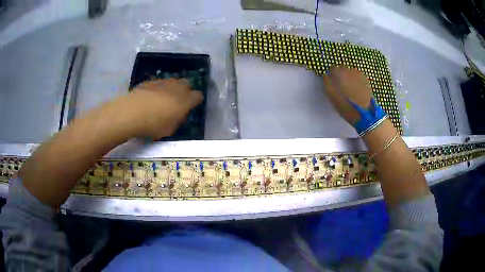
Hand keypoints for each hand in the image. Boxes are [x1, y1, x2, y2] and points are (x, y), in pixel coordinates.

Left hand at [117, 79, 202, 138]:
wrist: (131, 113)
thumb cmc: (153, 125)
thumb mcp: (170, 129)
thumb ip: (178, 120)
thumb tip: (180, 114)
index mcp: (185, 101)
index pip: (198, 96)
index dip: (196, 101)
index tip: (191, 107)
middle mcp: (176, 87)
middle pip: (187, 84)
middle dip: (185, 91)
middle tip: (178, 101)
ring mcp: (163, 82)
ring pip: (173, 81)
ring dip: (172, 88)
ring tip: (164, 98)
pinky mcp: (150, 81)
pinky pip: (159, 83)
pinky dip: (159, 88)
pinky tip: (151, 97)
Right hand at [322, 67, 372, 124]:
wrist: (364, 114)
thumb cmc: (345, 105)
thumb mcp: (331, 95)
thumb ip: (327, 81)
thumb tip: (327, 75)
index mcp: (338, 72)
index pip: (332, 69)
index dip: (332, 76)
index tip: (332, 84)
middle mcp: (349, 69)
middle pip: (342, 69)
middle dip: (341, 76)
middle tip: (341, 88)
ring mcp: (359, 74)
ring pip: (351, 73)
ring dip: (349, 79)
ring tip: (350, 91)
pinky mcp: (366, 80)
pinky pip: (358, 78)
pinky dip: (356, 82)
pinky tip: (357, 92)